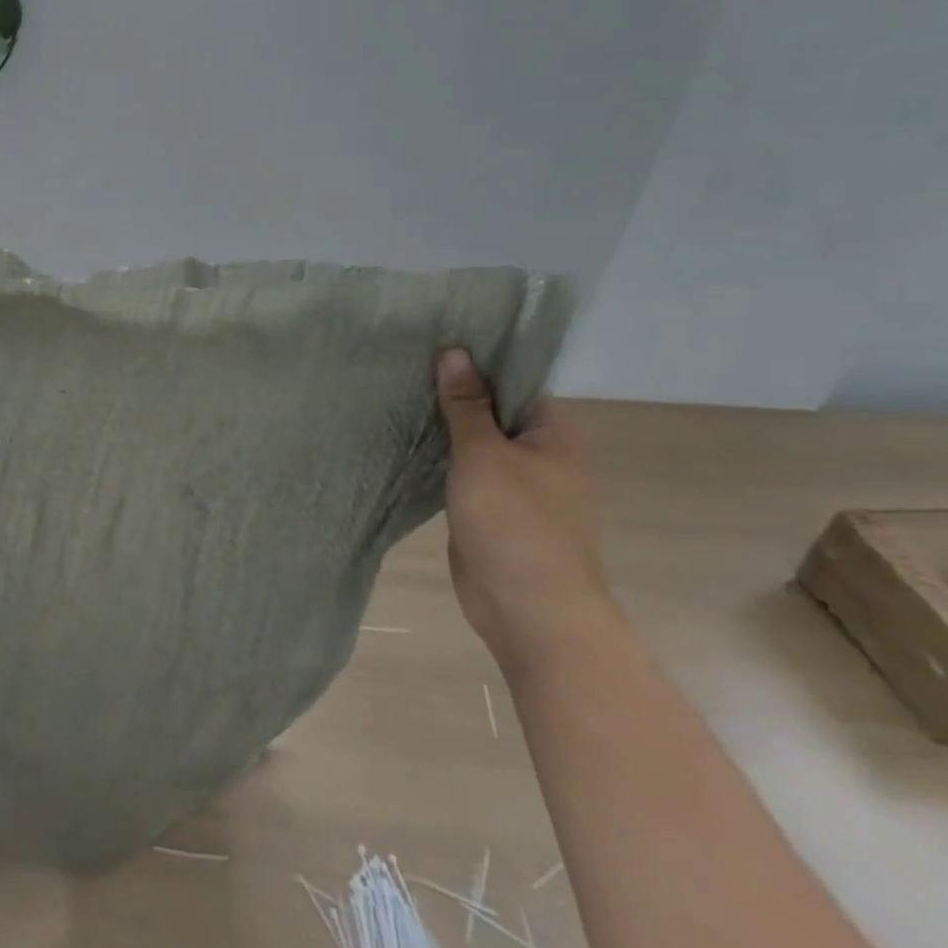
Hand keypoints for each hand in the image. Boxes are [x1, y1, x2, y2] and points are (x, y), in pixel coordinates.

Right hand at [434, 349, 615, 675]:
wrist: (528, 607)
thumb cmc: (515, 522)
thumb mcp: (484, 453)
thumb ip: (466, 404)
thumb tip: (453, 352)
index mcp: (552, 433)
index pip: (515, 380)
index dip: (478, 359)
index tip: (434, 339)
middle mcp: (538, 453)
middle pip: (492, 408)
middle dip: (453, 390)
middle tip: (403, 361)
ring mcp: (514, 484)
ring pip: (475, 441)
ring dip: (443, 424)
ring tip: (396, 391)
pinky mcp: (488, 508)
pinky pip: (462, 470)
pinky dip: (439, 455)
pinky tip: (405, 438)